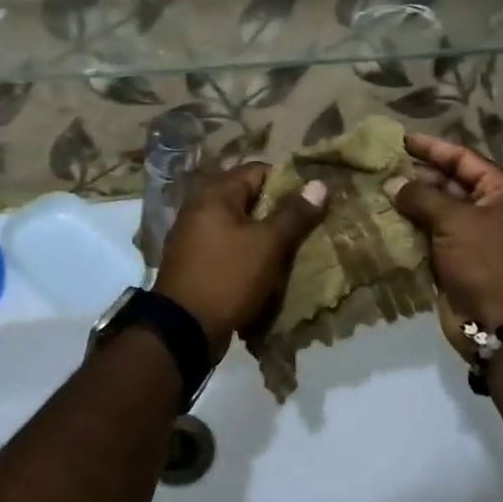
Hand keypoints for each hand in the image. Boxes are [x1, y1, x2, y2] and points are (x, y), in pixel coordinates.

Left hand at [154, 164, 327, 358]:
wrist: (183, 330)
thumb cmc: (227, 277)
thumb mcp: (267, 244)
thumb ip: (294, 213)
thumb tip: (319, 183)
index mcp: (215, 194)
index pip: (258, 171)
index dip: (287, 183)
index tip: (312, 202)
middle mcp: (200, 208)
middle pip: (248, 199)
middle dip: (278, 213)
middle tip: (307, 228)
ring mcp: (193, 237)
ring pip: (240, 227)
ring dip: (264, 238)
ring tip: (293, 252)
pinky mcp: (195, 263)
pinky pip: (228, 250)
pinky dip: (248, 256)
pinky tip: (267, 272)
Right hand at [386, 134, 502, 331]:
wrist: (501, 324)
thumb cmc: (485, 262)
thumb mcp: (455, 221)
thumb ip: (421, 196)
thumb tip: (392, 184)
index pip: (463, 158)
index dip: (432, 147)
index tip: (400, 140)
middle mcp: (492, 208)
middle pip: (450, 182)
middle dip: (417, 175)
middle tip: (381, 167)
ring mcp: (475, 235)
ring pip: (438, 209)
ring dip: (411, 202)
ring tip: (376, 189)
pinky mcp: (458, 259)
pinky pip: (431, 234)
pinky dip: (411, 227)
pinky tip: (384, 218)